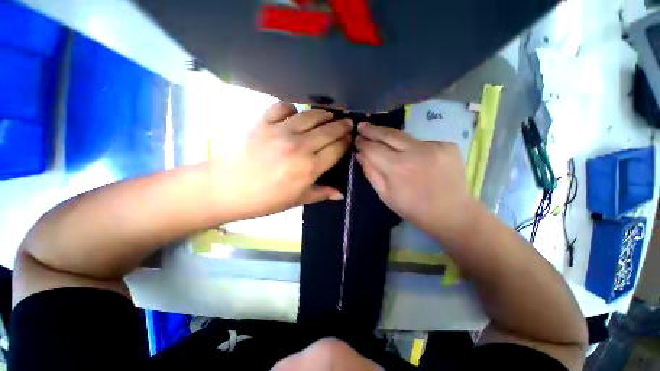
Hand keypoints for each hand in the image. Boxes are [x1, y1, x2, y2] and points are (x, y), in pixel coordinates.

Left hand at [213, 103, 351, 219]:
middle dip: (342, 125)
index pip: (337, 149)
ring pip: (311, 115)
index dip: (346, 142)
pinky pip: (283, 107)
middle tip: (348, 123)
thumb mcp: (297, 200)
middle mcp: (299, 146)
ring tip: (329, 115)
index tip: (350, 138)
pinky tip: (295, 114)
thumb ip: (321, 193)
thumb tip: (341, 194)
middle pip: (329, 130)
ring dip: (324, 114)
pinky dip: (293, 109)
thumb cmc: (266, 199)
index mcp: (309, 168)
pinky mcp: (263, 123)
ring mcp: (280, 131)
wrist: (228, 189)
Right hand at [354, 122, 476, 241]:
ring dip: (390, 137)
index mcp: (397, 168)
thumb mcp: (385, 195)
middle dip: (372, 129)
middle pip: (388, 134)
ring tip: (381, 137)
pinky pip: (421, 142)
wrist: (452, 213)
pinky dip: (412, 147)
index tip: (357, 139)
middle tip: (362, 126)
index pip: (373, 148)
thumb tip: (360, 155)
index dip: (362, 143)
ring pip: (405, 136)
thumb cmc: (413, 208)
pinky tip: (411, 155)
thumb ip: (371, 172)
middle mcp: (415, 151)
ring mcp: (434, 145)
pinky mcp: (447, 145)